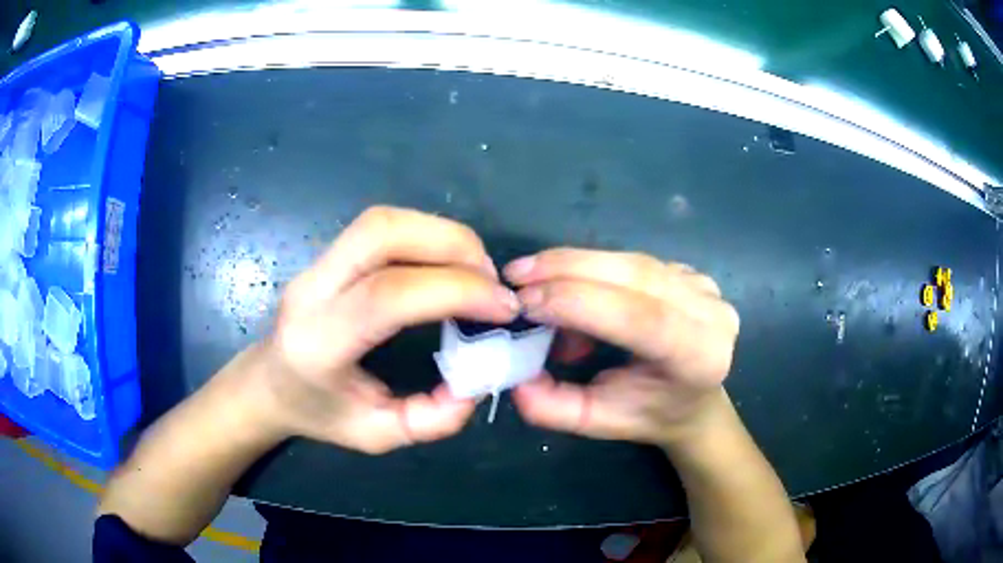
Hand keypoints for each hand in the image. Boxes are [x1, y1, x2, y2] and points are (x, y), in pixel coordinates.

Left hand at [248, 206, 519, 453]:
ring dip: (442, 234)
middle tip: (491, 280)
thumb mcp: (374, 436)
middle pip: (382, 233)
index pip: (387, 295)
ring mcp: (316, 265)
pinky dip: (427, 235)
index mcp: (319, 342)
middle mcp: (312, 291)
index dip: (455, 291)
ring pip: (382, 220)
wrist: (268, 384)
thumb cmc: (317, 413)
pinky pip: (382, 226)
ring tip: (475, 271)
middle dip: (452, 244)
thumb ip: (429, 421)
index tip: (502, 309)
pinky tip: (446, 264)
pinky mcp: (328, 254)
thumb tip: (476, 385)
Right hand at [505, 249, 739, 446]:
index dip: (580, 303)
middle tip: (516, 276)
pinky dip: (592, 268)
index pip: (640, 318)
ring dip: (574, 265)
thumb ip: (553, 408)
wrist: (694, 401)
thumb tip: (515, 378)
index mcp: (698, 357)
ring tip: (533, 282)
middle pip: (636, 275)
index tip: (526, 302)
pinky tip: (569, 284)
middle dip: (568, 269)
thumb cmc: (650, 414)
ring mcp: (704, 287)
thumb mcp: (597, 423)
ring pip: (630, 261)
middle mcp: (711, 313)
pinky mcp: (691, 273)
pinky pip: (632, 261)